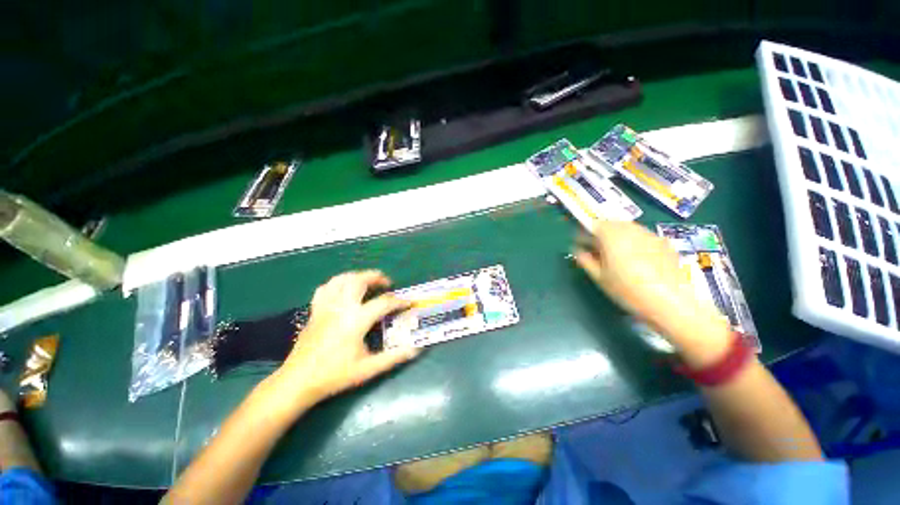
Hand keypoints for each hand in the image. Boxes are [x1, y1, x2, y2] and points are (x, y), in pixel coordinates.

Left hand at [277, 270, 418, 401]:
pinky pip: (325, 288)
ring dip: (357, 276)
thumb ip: (394, 357)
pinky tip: (343, 289)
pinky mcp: (315, 310)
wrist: (298, 382)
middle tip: (387, 283)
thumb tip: (416, 349)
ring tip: (367, 280)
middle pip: (360, 280)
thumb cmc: (335, 375)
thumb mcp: (368, 369)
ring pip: (341, 279)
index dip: (400, 301)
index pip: (384, 302)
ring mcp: (326, 307)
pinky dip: (337, 283)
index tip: (409, 302)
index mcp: (356, 320)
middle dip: (376, 277)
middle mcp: (341, 307)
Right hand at [574, 221, 730, 361]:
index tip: (581, 246)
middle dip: (601, 234)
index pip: (593, 226)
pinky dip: (634, 242)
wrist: (670, 303)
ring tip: (617, 255)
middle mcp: (630, 229)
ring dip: (618, 237)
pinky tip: (637, 259)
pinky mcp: (664, 243)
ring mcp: (650, 234)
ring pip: (628, 229)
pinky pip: (643, 236)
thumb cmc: (627, 290)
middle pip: (611, 224)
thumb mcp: (599, 277)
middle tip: (598, 251)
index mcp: (611, 236)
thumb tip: (578, 250)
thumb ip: (586, 260)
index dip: (585, 234)